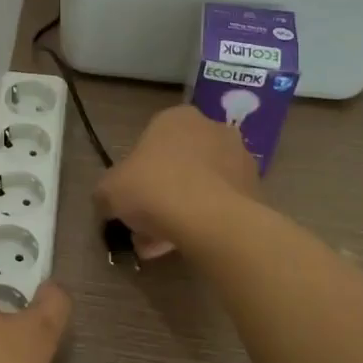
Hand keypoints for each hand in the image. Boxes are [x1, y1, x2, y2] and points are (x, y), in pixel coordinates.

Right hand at [94, 105, 255, 259]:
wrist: (211, 220)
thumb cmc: (154, 189)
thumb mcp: (109, 190)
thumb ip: (105, 193)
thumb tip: (107, 203)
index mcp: (176, 118)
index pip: (150, 141)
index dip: (136, 172)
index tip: (129, 198)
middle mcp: (212, 129)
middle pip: (178, 164)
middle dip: (160, 194)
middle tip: (143, 225)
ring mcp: (239, 159)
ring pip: (199, 186)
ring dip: (180, 210)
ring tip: (161, 245)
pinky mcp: (256, 189)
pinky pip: (220, 204)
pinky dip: (203, 221)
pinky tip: (185, 245)